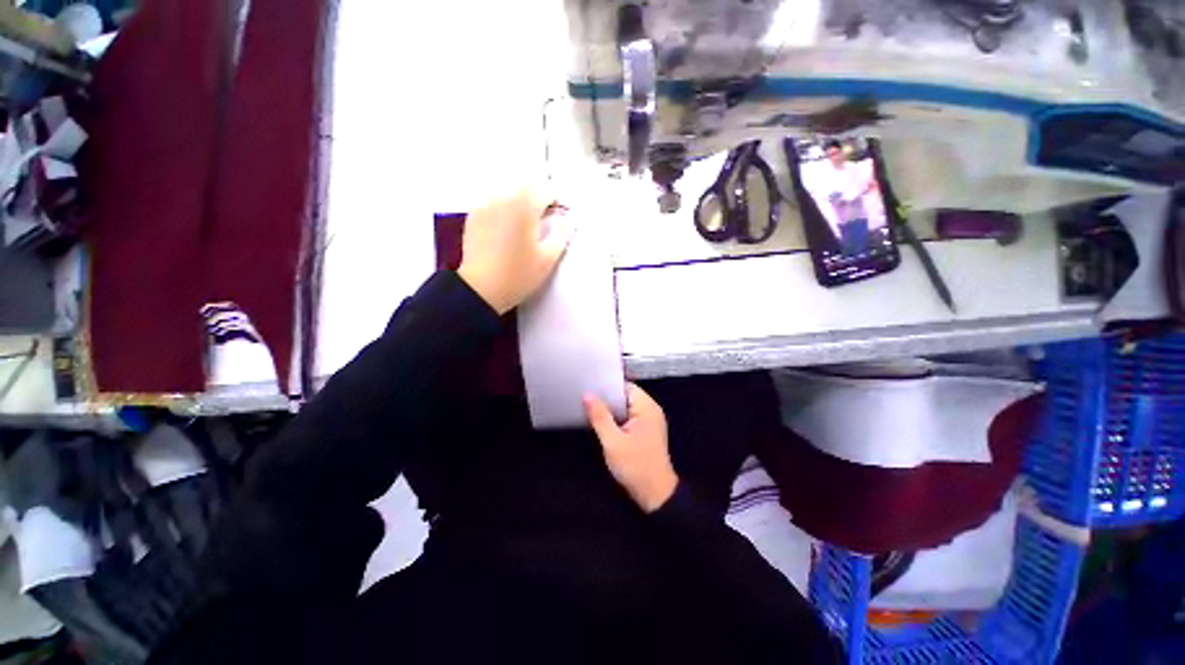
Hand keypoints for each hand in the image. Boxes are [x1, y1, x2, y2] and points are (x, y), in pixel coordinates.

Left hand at [457, 190, 571, 314]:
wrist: (481, 289)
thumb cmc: (518, 274)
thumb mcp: (548, 259)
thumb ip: (561, 235)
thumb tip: (567, 221)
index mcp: (524, 205)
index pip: (547, 191)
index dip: (557, 204)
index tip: (560, 220)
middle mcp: (503, 197)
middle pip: (526, 189)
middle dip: (538, 201)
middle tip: (544, 224)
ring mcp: (485, 205)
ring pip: (509, 195)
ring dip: (520, 205)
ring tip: (524, 228)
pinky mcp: (473, 217)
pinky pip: (494, 204)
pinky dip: (504, 211)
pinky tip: (505, 231)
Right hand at [584, 383, 678, 513]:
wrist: (655, 495)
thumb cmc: (635, 466)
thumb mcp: (613, 441)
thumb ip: (600, 416)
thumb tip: (587, 395)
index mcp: (647, 407)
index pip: (626, 387)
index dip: (607, 386)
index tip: (589, 385)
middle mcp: (650, 410)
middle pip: (625, 396)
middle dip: (606, 398)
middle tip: (585, 397)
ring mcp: (648, 421)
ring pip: (625, 408)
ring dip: (610, 409)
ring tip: (589, 407)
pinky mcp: (645, 432)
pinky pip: (627, 418)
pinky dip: (615, 419)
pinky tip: (601, 422)